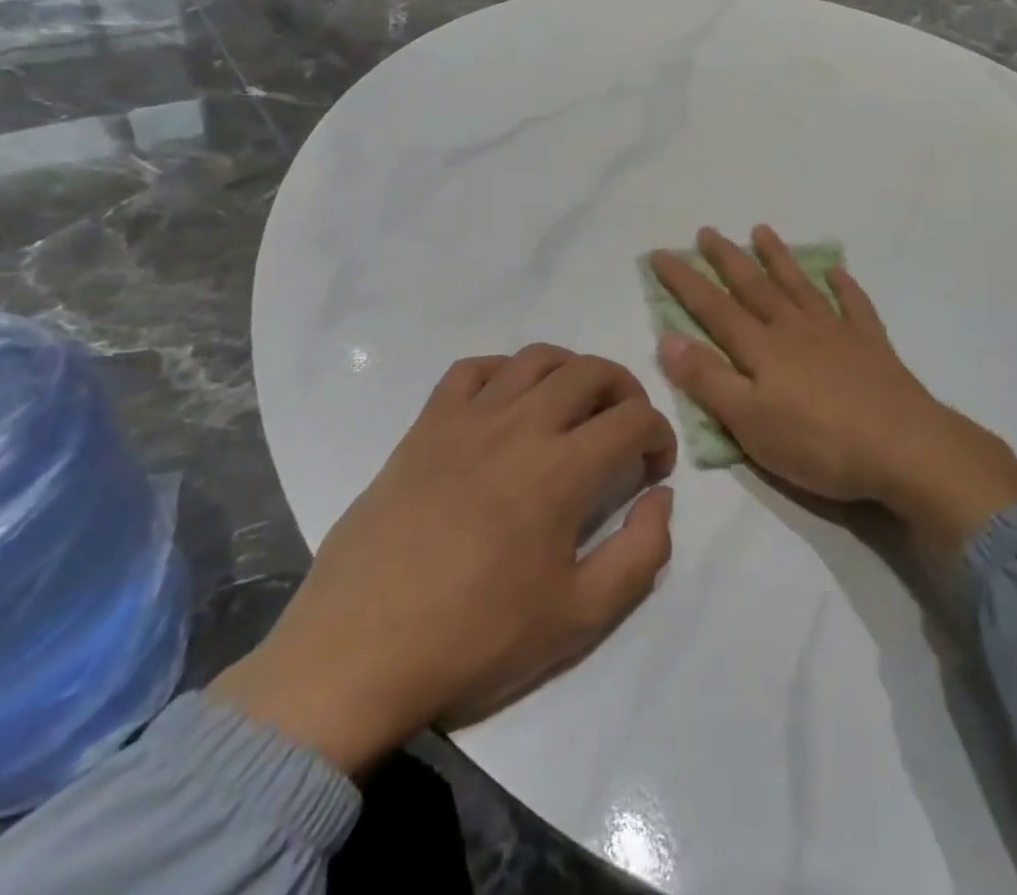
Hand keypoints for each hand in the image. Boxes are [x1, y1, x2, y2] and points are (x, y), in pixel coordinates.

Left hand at [210, 346, 675, 776]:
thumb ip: (640, 554)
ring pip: (536, 359)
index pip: (634, 419)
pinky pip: (471, 370)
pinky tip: (509, 401)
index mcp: (562, 469)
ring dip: (572, 371)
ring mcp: (467, 419)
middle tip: (627, 427)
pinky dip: (504, 371)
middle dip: (626, 390)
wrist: (356, 656)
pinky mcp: (424, 426)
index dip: (659, 435)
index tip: (655, 467)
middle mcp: (520, 426)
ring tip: (576, 406)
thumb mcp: (578, 618)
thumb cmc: (474, 639)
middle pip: (591, 371)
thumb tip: (660, 498)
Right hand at [649, 227, 1016, 555]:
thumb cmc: (818, 443)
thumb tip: (667, 336)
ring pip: (799, 286)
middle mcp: (795, 329)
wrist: (903, 448)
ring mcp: (836, 332)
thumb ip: (708, 379)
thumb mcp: (749, 422)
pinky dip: (844, 285)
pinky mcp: (870, 345)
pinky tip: (838, 270)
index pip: (713, 308)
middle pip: (755, 287)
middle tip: (707, 231)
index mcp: (762, 348)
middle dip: (727, 259)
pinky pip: (854, 305)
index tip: (660, 253)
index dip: (684, 281)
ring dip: (778, 258)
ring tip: (762, 231)